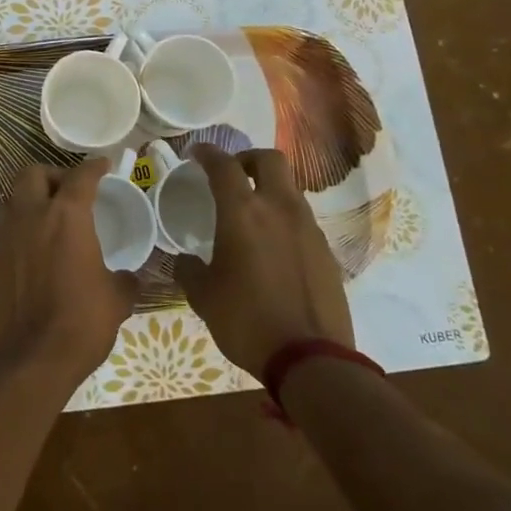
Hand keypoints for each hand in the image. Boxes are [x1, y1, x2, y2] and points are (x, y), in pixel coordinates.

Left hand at [0, 156, 138, 390]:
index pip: (81, 176)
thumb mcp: (116, 301)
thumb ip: (125, 281)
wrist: (29, 360)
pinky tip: (34, 249)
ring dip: (31, 199)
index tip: (104, 165)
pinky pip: (5, 229)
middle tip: (70, 191)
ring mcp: (4, 236)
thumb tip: (130, 278)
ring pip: (13, 198)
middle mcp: (30, 215)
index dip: (94, 167)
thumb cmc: (80, 323)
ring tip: (50, 217)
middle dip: (53, 175)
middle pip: (33, 173)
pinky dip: (20, 228)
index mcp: (66, 216)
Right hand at [174, 145, 352, 380]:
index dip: (208, 153)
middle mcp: (279, 208)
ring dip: (269, 189)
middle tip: (232, 175)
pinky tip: (273, 247)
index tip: (196, 154)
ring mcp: (308, 228)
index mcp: (243, 212)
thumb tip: (185, 260)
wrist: (311, 357)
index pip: (224, 165)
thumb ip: (189, 270)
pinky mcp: (326, 250)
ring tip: (251, 214)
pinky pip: (302, 219)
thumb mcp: (203, 296)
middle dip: (247, 159)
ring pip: (289, 188)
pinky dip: (284, 219)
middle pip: (269, 160)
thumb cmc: (246, 320)